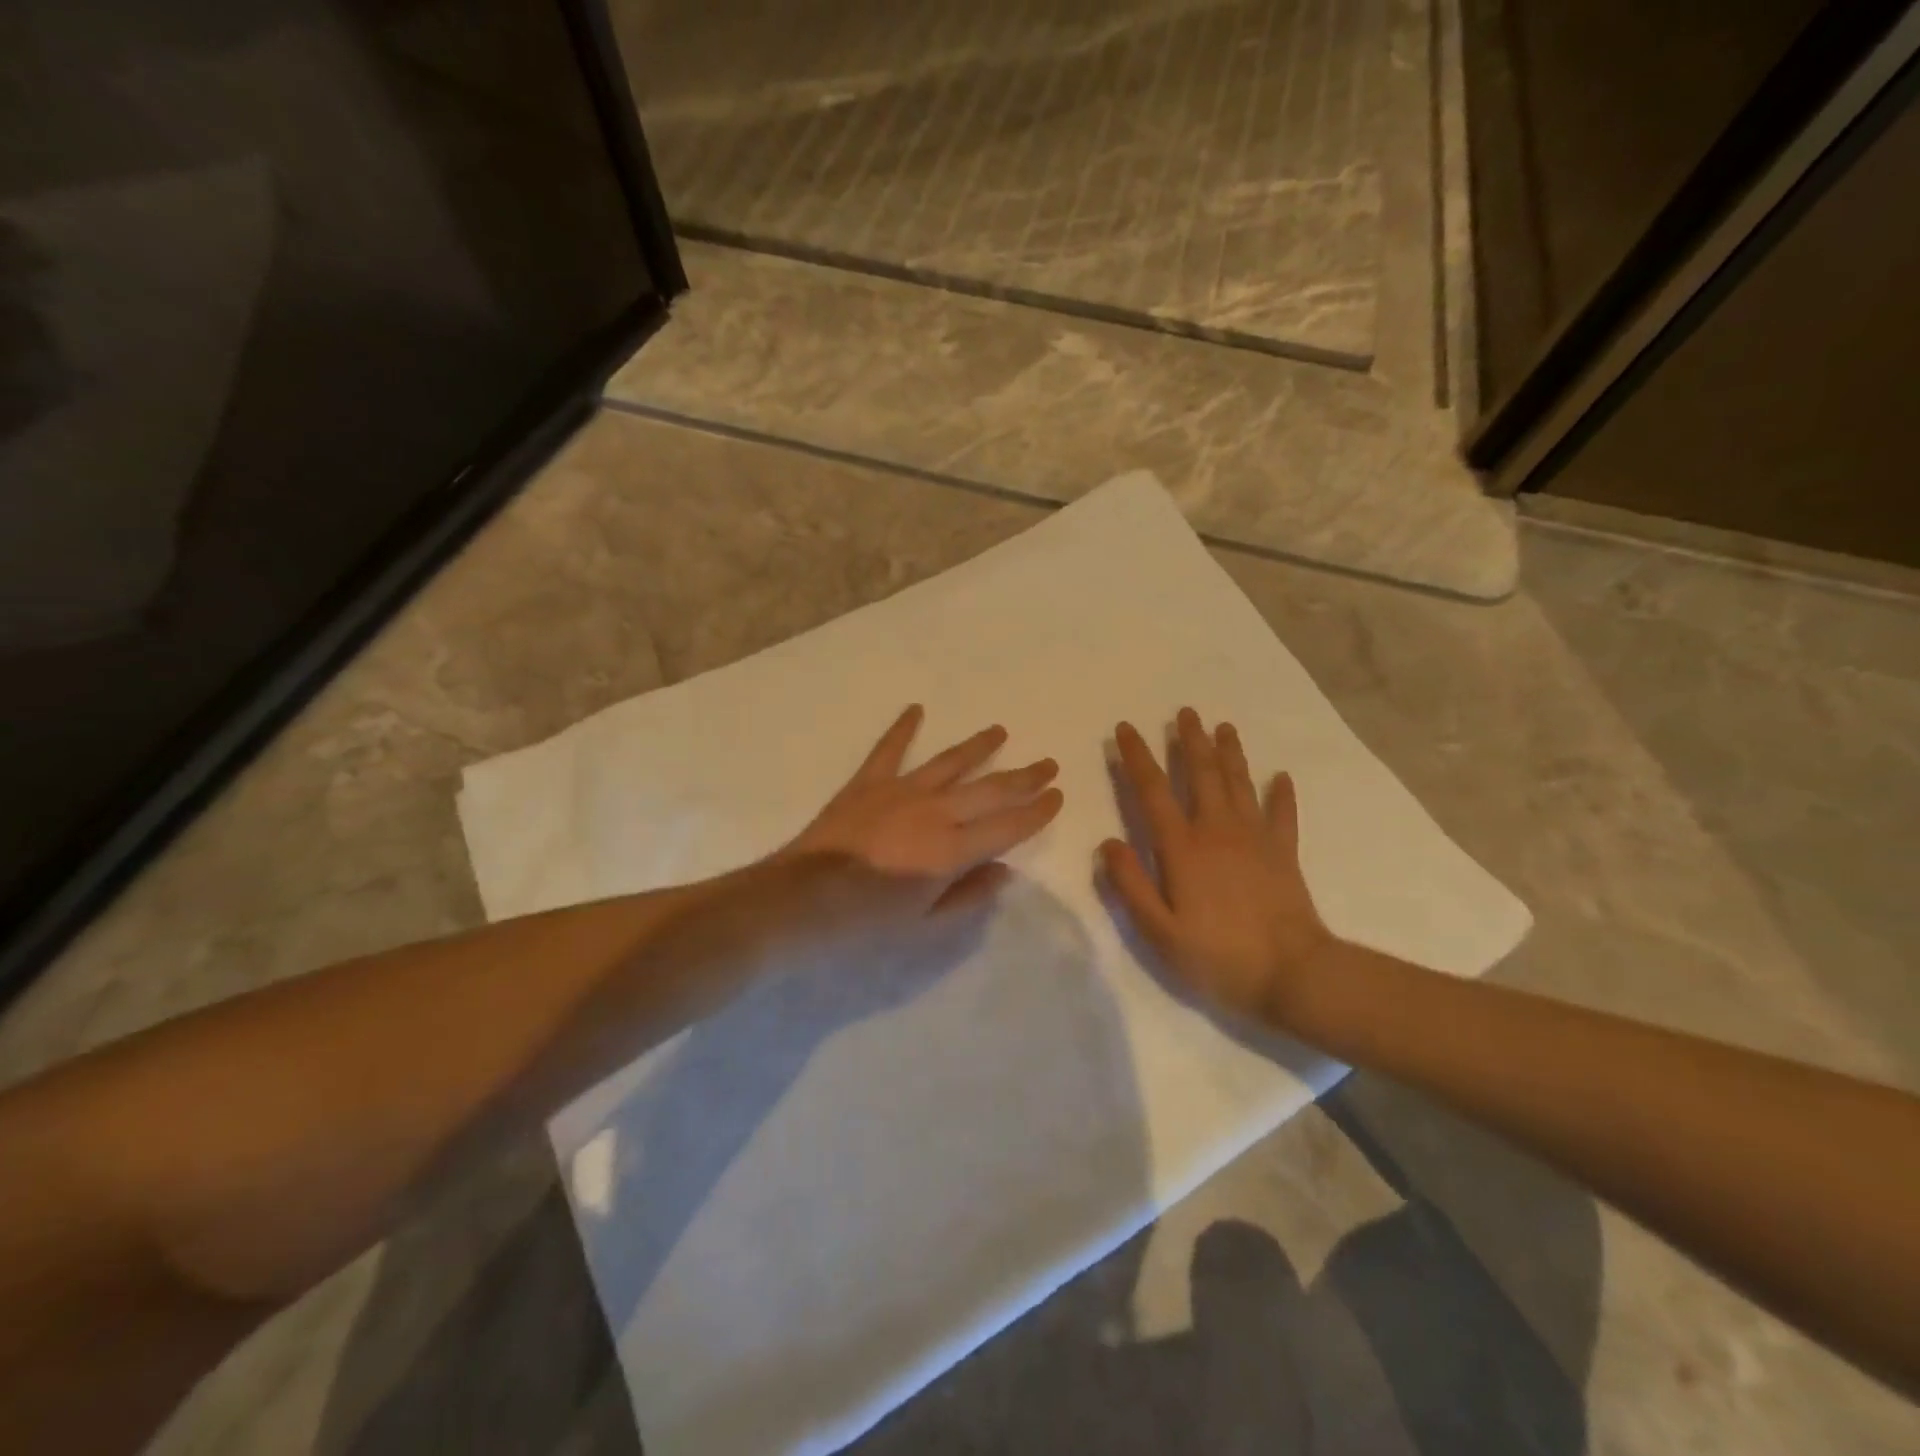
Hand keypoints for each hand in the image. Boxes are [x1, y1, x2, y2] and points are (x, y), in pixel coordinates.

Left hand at [785, 705, 1063, 915]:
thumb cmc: (866, 921)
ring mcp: (901, 791)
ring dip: (978, 746)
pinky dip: (903, 728)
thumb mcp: (925, 924)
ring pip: (950, 763)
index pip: (1008, 826)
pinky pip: (889, 750)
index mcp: (953, 850)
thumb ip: (969, 895)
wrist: (802, 899)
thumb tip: (1005, 869)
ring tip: (1000, 730)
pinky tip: (916, 709)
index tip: (1057, 796)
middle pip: (989, 790)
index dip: (1037, 811)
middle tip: (1048, 763)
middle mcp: (935, 812)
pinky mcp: (868, 783)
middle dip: (1023, 777)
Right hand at [1102, 709, 1334, 1027]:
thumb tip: (1107, 842)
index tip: (1125, 729)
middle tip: (1186, 711)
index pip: (1152, 791)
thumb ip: (1129, 884)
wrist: (1293, 973)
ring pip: (1239, 783)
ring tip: (1224, 727)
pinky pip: (1283, 813)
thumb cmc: (1218, 956)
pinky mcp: (1284, 852)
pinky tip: (1281, 776)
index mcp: (1182, 847)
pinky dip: (1282, 793)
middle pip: (1202, 774)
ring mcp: (1255, 838)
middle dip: (1190, 740)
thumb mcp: (1159, 931)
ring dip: (1230, 753)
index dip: (1137, 757)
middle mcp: (1217, 830)